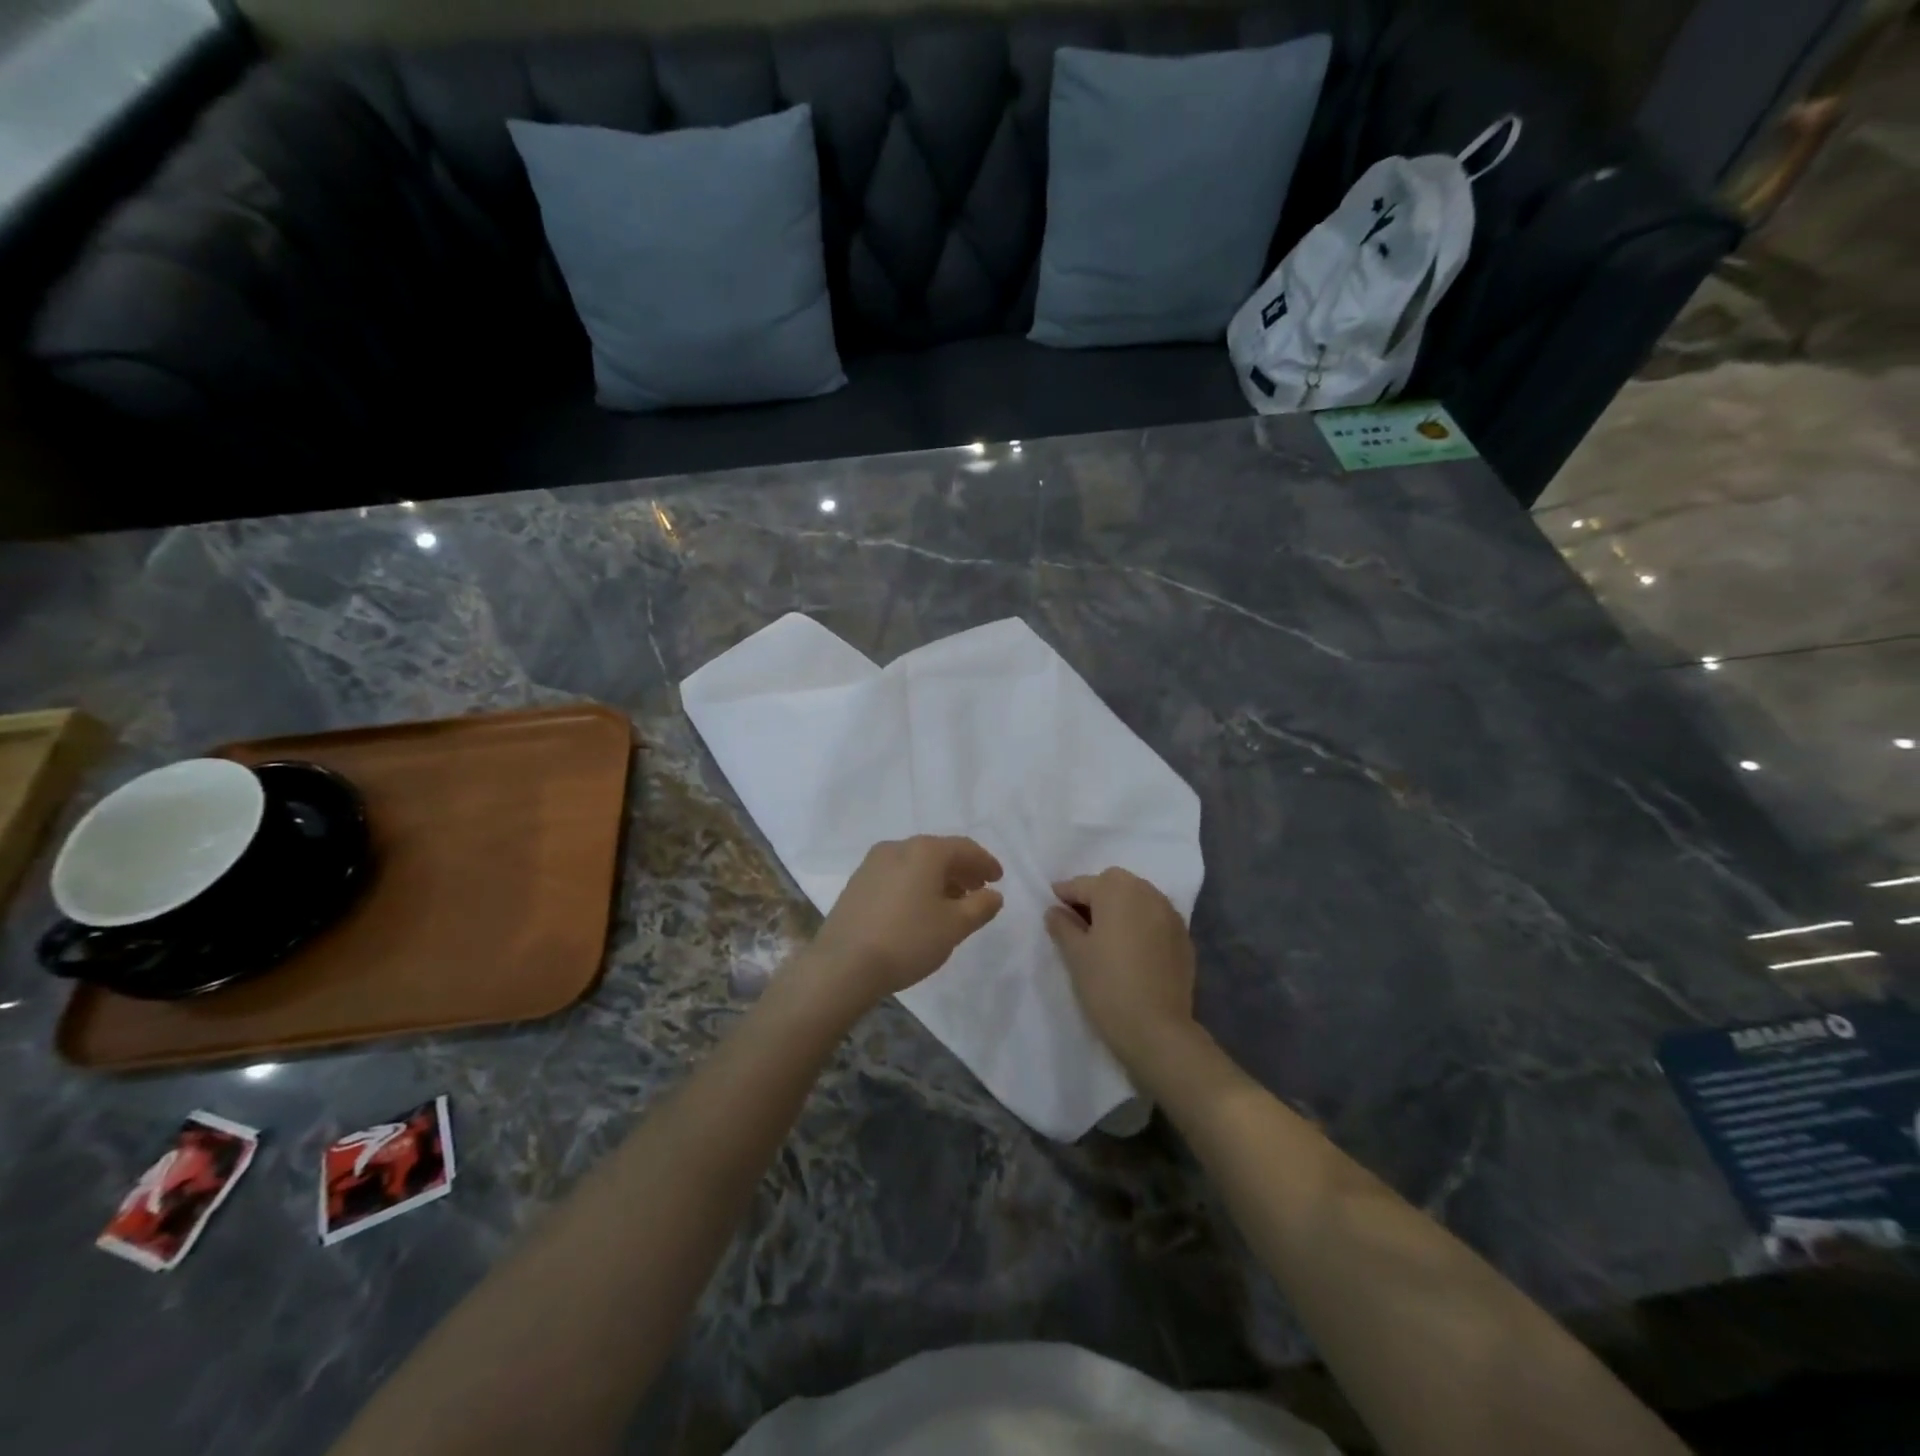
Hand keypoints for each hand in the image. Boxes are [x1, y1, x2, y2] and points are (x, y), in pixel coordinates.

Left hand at [807, 836, 1003, 1005]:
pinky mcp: (857, 883)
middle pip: (939, 852)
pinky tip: (920, 909)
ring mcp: (872, 863)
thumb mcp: (954, 926)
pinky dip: (915, 885)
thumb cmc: (908, 940)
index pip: (964, 848)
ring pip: (916, 863)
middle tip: (978, 891)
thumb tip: (993, 894)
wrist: (843, 964)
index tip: (998, 879)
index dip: (985, 862)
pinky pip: (897, 875)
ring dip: (938, 878)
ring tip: (952, 904)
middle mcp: (897, 847)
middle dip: (962, 870)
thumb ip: (980, 906)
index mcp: (925, 851)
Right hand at [1045, 868, 1197, 1076]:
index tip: (1052, 906)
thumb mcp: (1075, 954)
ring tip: (1106, 933)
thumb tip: (1056, 911)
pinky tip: (1131, 947)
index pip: (1082, 885)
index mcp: (1116, 890)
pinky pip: (1156, 918)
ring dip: (1121, 907)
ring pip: (1138, 898)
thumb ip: (1062, 925)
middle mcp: (1146, 893)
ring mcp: (1170, 914)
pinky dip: (1141, 923)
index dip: (1064, 895)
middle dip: (1096, 895)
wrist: (1156, 1028)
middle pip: (1114, 884)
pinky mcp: (1184, 937)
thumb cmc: (1107, 985)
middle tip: (1079, 921)